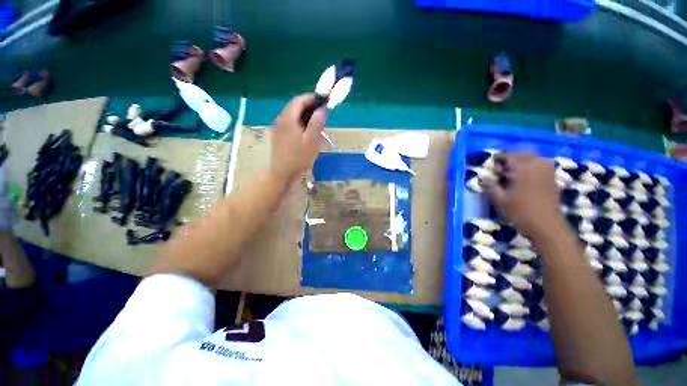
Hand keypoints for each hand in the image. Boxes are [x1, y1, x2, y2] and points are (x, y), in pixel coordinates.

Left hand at [269, 94, 326, 183]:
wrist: (282, 173)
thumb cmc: (298, 158)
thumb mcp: (311, 142)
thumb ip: (316, 124)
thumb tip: (321, 110)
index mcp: (288, 119)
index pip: (298, 101)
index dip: (310, 98)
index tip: (322, 99)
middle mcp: (281, 120)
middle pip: (294, 107)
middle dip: (309, 107)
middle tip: (321, 112)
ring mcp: (278, 128)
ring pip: (292, 116)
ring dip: (304, 116)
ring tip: (316, 122)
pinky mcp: (279, 136)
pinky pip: (290, 124)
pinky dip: (300, 123)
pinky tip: (307, 132)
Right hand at [482, 152, 562, 237]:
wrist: (546, 225)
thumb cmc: (520, 212)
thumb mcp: (500, 200)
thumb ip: (490, 186)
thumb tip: (482, 177)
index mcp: (522, 169)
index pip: (509, 155)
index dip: (498, 158)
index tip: (492, 164)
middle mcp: (536, 165)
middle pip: (522, 154)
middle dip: (510, 158)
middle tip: (501, 168)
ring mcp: (547, 171)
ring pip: (533, 157)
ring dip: (522, 161)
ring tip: (512, 171)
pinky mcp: (552, 177)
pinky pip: (541, 164)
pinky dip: (531, 166)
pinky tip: (525, 176)